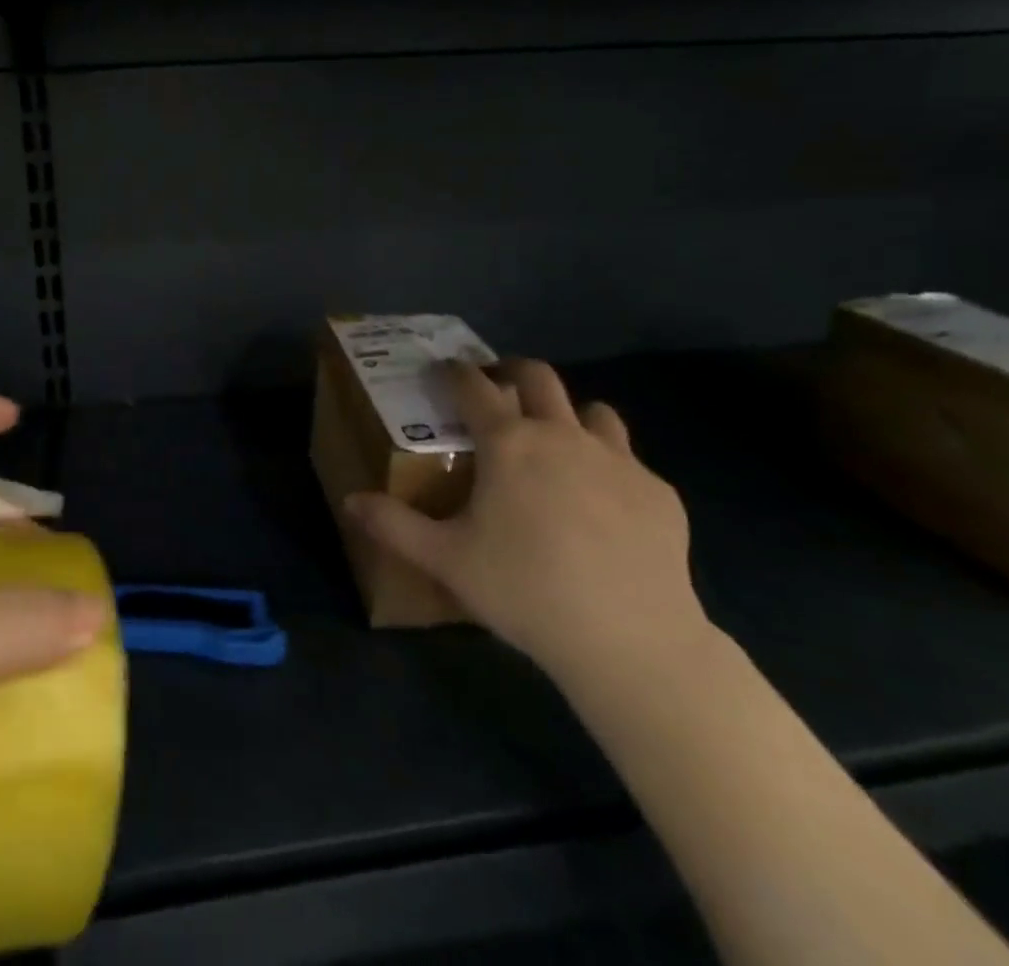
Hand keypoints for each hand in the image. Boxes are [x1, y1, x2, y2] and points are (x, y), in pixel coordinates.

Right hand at [347, 360, 705, 685]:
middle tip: (498, 389)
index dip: (454, 371)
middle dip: (512, 372)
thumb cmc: (525, 591)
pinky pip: (629, 462)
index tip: (443, 368)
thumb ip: (393, 526)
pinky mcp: (659, 492)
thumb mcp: (446, 561)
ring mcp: (618, 460)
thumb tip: (350, 501)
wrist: (631, 640)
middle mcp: (563, 435)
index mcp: (509, 443)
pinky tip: (604, 509)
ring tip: (557, 445)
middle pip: (538, 377)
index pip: (473, 386)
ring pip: (594, 411)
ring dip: (570, 416)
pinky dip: (609, 468)